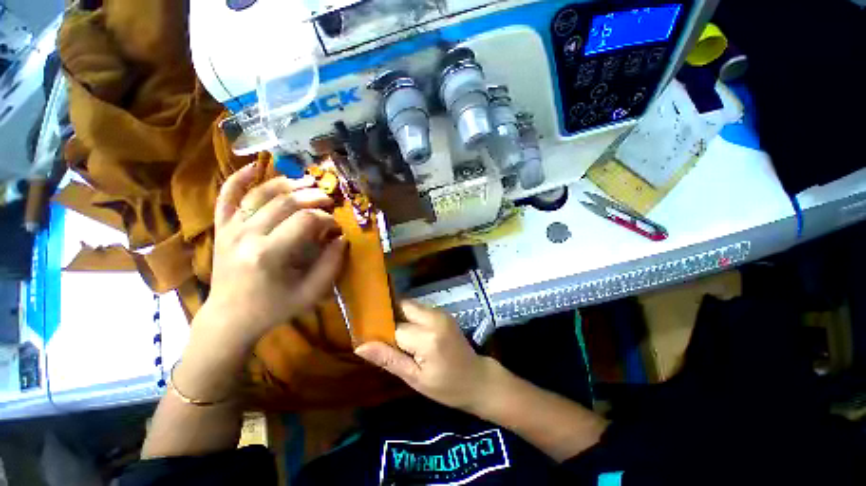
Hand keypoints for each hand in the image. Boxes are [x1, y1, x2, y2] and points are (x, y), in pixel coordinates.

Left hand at [202, 163, 347, 347]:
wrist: (230, 317)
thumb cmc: (274, 307)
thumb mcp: (311, 293)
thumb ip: (331, 264)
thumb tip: (341, 239)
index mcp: (270, 254)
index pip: (305, 221)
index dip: (327, 219)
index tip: (336, 227)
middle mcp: (247, 235)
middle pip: (285, 203)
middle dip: (312, 197)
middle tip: (329, 200)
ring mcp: (230, 229)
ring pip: (260, 194)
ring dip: (287, 184)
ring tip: (307, 183)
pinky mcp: (221, 228)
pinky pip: (226, 196)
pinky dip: (239, 178)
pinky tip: (255, 166)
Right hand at [355, 300, 502, 411]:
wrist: (477, 378)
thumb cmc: (446, 387)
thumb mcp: (415, 379)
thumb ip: (388, 359)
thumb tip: (360, 346)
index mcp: (427, 337)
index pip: (394, 327)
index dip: (381, 334)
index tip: (372, 342)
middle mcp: (434, 317)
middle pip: (402, 306)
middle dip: (390, 318)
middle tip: (382, 338)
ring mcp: (440, 312)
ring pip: (410, 305)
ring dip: (400, 317)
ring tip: (396, 338)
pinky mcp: (443, 313)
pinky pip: (419, 309)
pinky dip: (410, 317)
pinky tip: (411, 334)